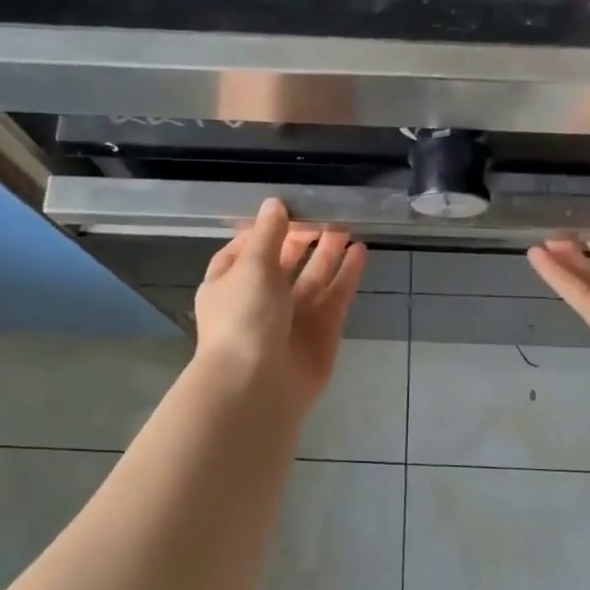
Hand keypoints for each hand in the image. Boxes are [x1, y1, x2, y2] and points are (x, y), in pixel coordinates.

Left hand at [194, 199, 366, 406]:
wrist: (257, 385)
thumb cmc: (244, 317)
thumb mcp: (251, 266)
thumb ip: (268, 234)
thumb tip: (274, 203)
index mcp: (229, 284)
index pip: (246, 249)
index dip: (266, 229)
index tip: (289, 207)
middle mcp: (260, 299)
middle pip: (284, 262)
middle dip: (303, 238)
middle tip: (326, 212)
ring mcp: (292, 317)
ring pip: (313, 278)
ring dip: (328, 252)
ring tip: (347, 225)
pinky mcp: (321, 331)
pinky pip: (336, 297)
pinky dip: (347, 275)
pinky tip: (360, 251)